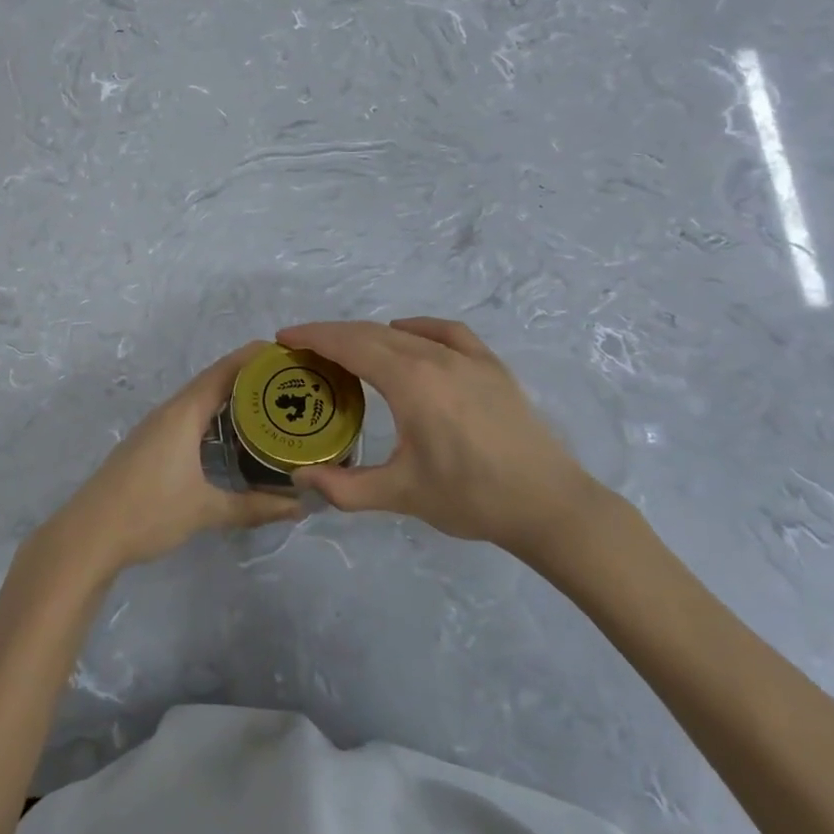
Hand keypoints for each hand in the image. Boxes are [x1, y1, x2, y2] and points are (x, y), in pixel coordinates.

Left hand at [36, 342, 303, 585]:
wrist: (89, 535)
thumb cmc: (148, 513)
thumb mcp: (206, 511)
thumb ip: (254, 507)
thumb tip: (299, 507)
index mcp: (183, 414)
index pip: (224, 372)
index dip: (254, 358)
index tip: (286, 352)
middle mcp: (169, 412)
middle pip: (212, 381)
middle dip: (248, 377)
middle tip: (288, 381)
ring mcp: (155, 427)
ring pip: (198, 400)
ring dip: (229, 397)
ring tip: (267, 404)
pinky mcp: (148, 444)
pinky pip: (188, 417)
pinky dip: (213, 416)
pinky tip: (229, 435)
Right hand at [276, 318, 609, 564]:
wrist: (548, 505)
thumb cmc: (471, 498)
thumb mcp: (401, 495)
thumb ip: (344, 487)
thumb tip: (299, 479)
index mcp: (410, 382)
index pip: (350, 345)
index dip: (313, 337)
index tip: (284, 337)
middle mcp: (435, 357)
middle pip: (372, 333)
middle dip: (332, 335)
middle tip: (303, 348)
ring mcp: (468, 358)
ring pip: (405, 333)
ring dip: (368, 334)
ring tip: (346, 350)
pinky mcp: (491, 366)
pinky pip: (446, 332)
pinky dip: (417, 328)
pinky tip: (407, 336)